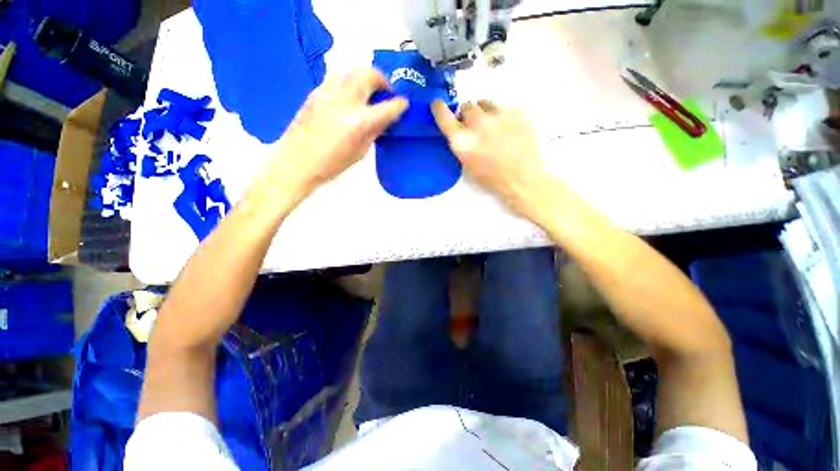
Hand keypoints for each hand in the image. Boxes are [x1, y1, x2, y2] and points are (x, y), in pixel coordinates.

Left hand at [253, 68, 407, 208]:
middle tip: (386, 92)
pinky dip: (349, 81)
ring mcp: (328, 92)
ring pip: (352, 70)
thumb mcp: (360, 152)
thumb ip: (374, 131)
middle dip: (382, 80)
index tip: (403, 104)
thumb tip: (385, 118)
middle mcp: (345, 100)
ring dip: (365, 77)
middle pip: (369, 74)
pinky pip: (337, 77)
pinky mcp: (316, 91)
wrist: (297, 162)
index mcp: (359, 122)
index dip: (399, 104)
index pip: (387, 107)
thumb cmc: (332, 165)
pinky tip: (349, 96)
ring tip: (368, 91)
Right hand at [431, 99, 547, 220]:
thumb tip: (462, 130)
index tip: (438, 103)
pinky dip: (503, 116)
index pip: (444, 116)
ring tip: (494, 127)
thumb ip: (462, 144)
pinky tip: (510, 130)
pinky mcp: (516, 110)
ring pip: (485, 103)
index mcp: (462, 141)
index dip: (439, 108)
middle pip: (467, 106)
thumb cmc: (493, 178)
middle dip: (468, 115)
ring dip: (484, 112)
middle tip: (476, 127)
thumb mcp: (468, 165)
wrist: (524, 178)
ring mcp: (498, 114)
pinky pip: (504, 107)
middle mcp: (477, 123)